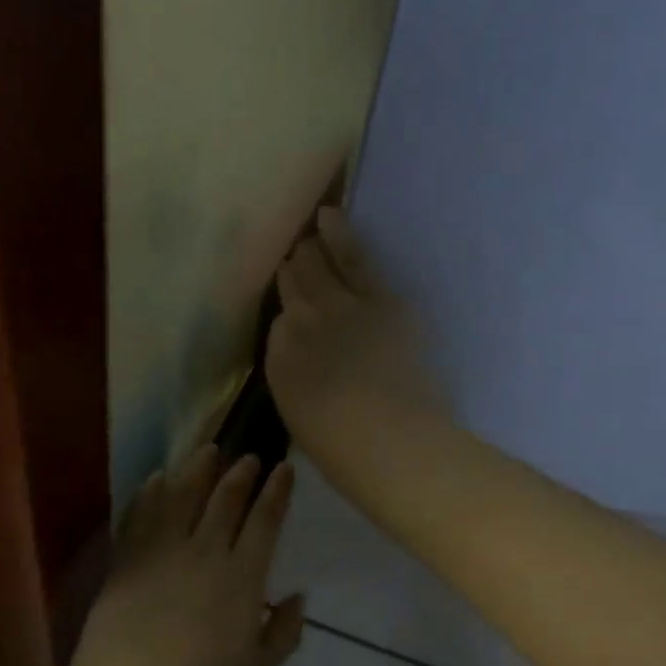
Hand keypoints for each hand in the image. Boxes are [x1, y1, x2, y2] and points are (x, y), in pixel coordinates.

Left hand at [59, 447, 304, 665]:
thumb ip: (284, 630)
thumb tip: (298, 596)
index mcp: (242, 578)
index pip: (265, 521)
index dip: (277, 491)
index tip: (284, 468)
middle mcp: (205, 553)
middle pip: (226, 500)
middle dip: (241, 473)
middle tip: (248, 457)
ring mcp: (162, 551)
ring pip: (183, 496)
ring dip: (198, 469)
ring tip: (208, 451)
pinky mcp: (128, 557)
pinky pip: (141, 514)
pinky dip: (150, 491)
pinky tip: (157, 478)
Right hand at [268, 206, 447, 481]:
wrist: (387, 440)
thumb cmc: (342, 448)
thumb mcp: (301, 416)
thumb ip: (296, 379)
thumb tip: (302, 357)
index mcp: (278, 361)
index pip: (278, 325)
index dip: (288, 317)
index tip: (292, 313)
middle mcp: (298, 325)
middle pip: (292, 287)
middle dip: (293, 272)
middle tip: (293, 260)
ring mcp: (337, 307)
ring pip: (315, 265)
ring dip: (309, 249)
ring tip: (306, 231)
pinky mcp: (377, 298)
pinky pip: (353, 257)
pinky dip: (339, 233)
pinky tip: (329, 216)